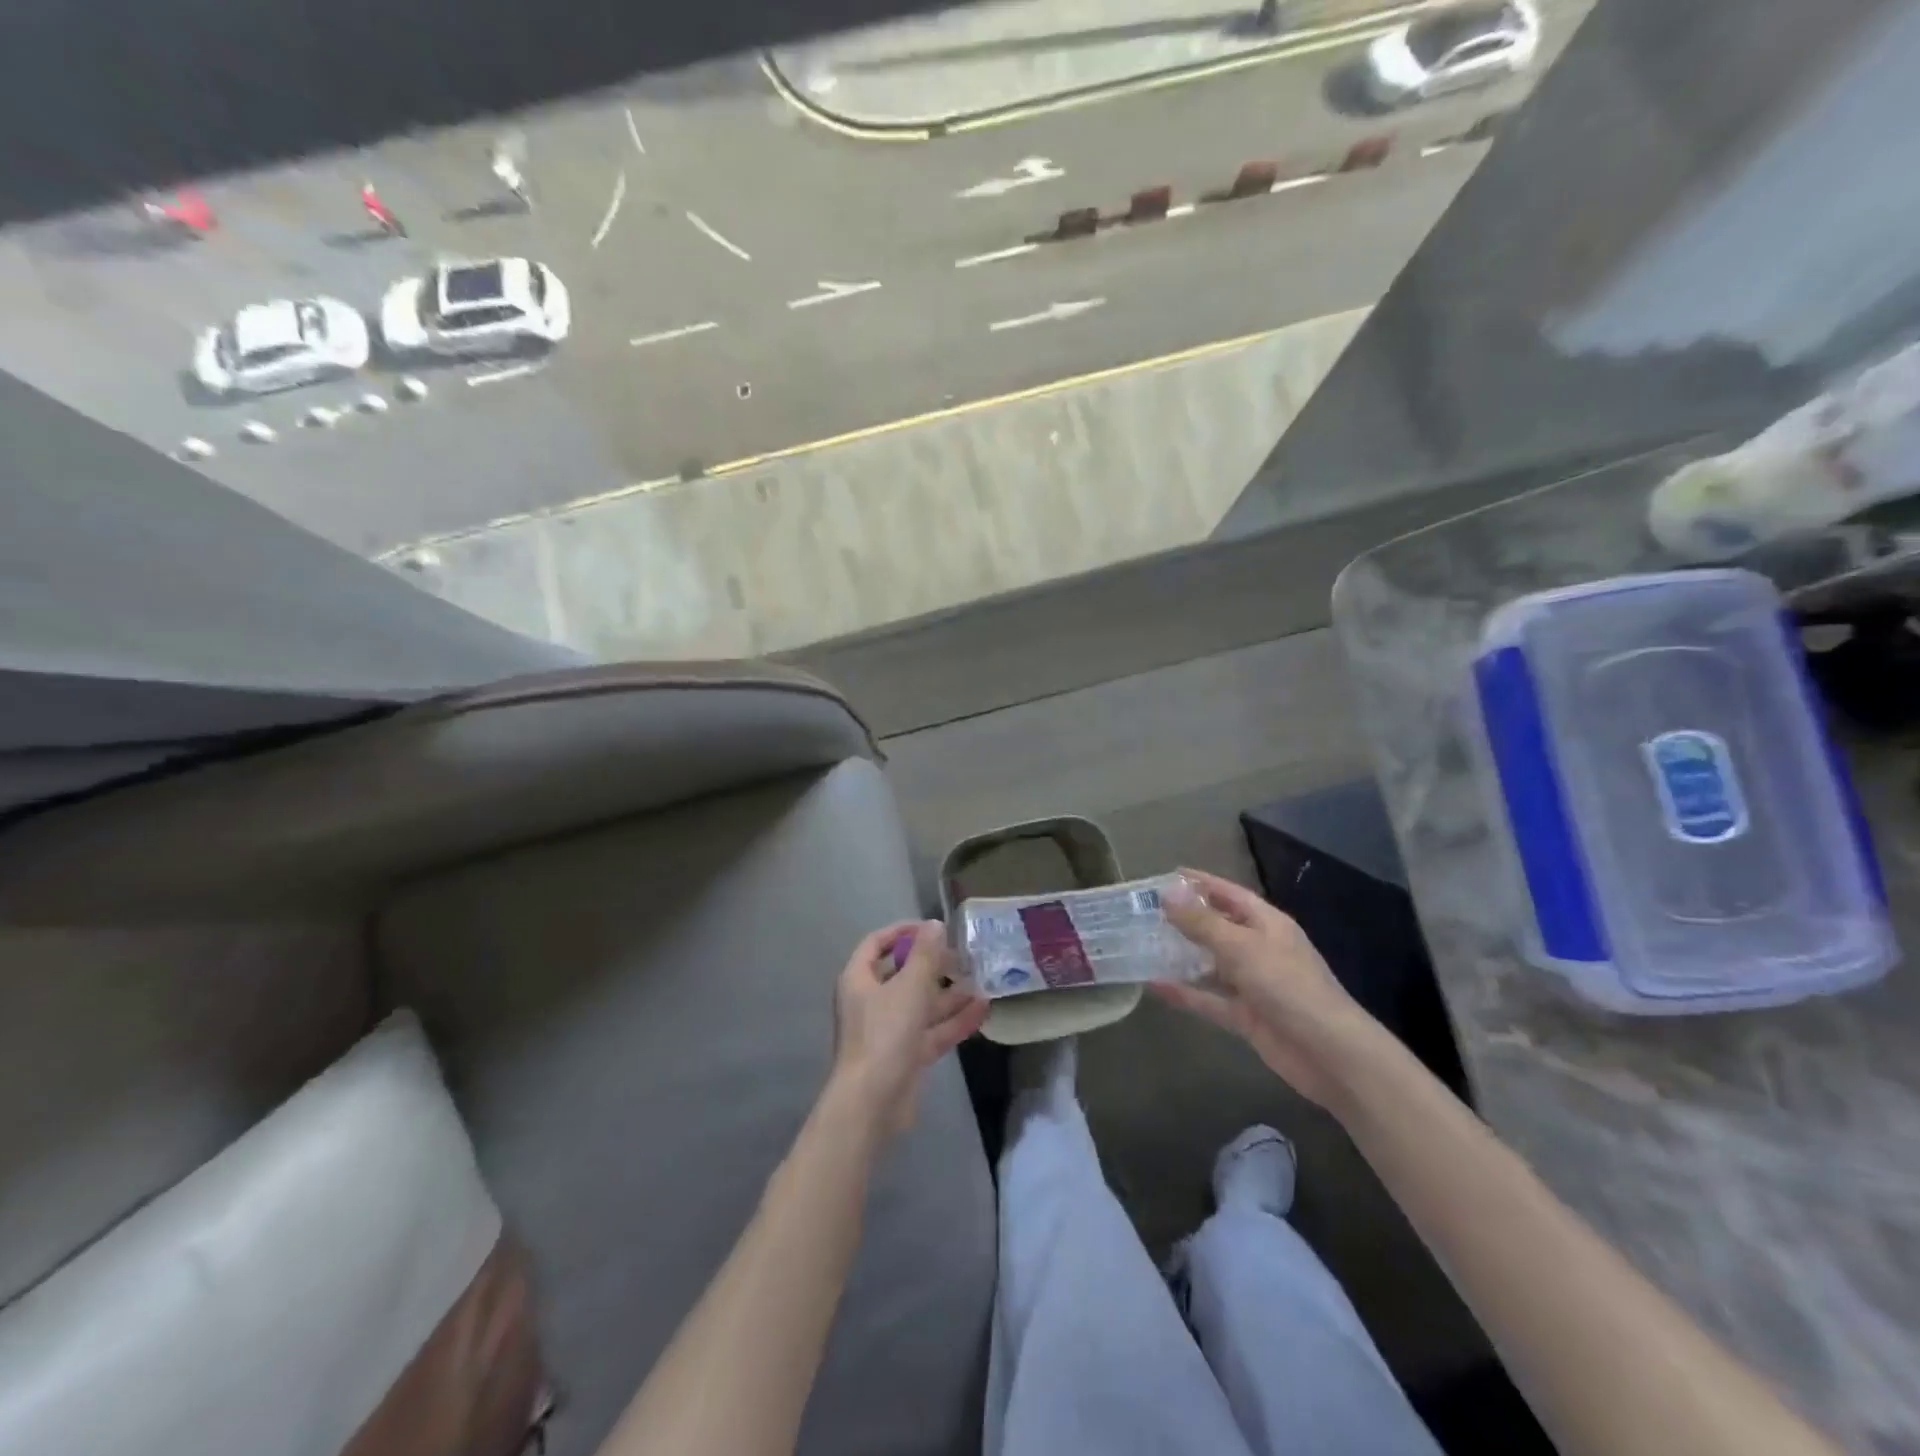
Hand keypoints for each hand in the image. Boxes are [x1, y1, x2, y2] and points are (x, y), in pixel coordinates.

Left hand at [830, 920, 988, 1135]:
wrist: (873, 1103)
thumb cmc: (885, 1034)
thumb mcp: (909, 987)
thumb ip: (925, 955)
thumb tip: (935, 925)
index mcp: (859, 979)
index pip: (876, 943)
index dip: (902, 931)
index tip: (932, 927)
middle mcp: (871, 1001)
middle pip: (902, 974)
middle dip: (933, 964)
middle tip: (962, 955)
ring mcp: (889, 1030)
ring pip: (921, 1004)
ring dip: (948, 993)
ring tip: (981, 979)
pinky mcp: (906, 1055)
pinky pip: (932, 1030)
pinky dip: (953, 1020)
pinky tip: (982, 1008)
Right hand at [1153, 868, 1380, 1107]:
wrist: (1329, 1054)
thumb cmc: (1288, 986)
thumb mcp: (1242, 947)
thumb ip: (1202, 922)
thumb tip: (1167, 894)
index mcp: (1267, 924)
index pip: (1230, 894)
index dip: (1201, 883)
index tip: (1167, 875)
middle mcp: (1260, 949)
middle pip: (1218, 927)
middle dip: (1185, 919)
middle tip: (1145, 911)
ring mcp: (1253, 984)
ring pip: (1211, 964)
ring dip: (1182, 956)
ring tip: (1144, 944)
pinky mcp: (1246, 1016)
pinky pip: (1209, 999)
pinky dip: (1185, 993)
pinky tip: (1155, 985)